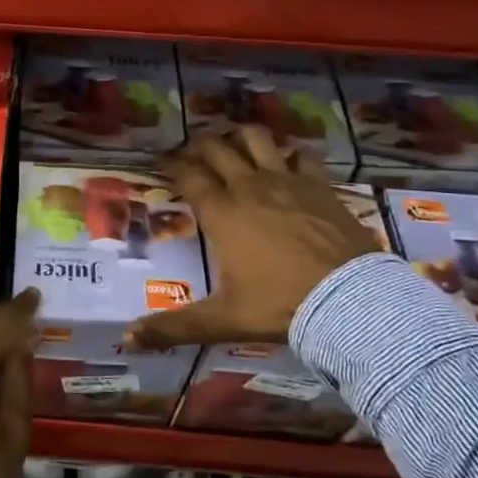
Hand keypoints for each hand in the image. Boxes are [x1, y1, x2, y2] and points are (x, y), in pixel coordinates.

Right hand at [128, 127, 382, 349]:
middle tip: (192, 153)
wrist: (350, 301)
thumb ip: (173, 327)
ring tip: (235, 145)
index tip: (162, 161)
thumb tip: (128, 341)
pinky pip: (302, 155)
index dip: (172, 164)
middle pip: (217, 148)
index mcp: (222, 213)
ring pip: (257, 139)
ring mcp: (288, 182)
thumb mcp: (223, 320)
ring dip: (241, 137)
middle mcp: (250, 188)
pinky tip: (288, 161)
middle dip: (199, 145)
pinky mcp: (320, 186)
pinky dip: (291, 153)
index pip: (188, 175)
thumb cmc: (279, 306)